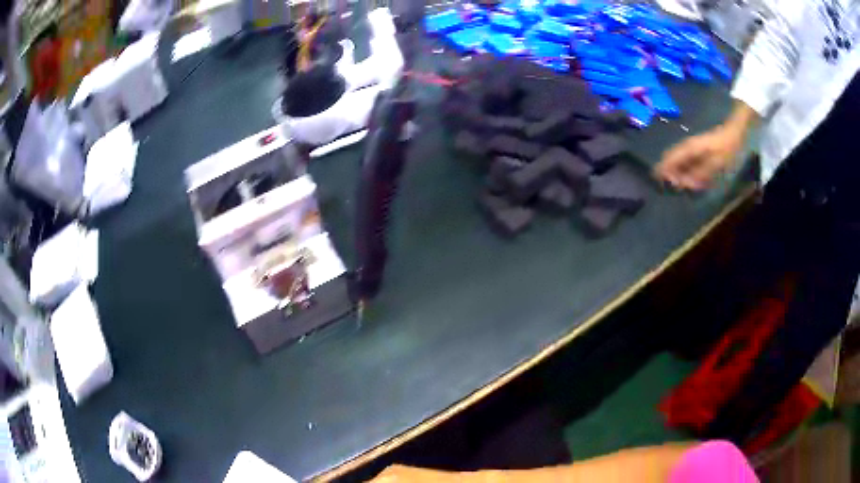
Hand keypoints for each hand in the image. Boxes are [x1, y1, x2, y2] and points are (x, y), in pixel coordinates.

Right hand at [655, 125, 744, 190]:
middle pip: (670, 159)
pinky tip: (687, 178)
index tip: (660, 184)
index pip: (669, 159)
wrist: (734, 132)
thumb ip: (700, 174)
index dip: (662, 171)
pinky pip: (684, 160)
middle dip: (667, 172)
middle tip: (670, 187)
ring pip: (676, 159)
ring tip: (678, 184)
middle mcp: (686, 146)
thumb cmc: (726, 148)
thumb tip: (685, 184)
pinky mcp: (696, 149)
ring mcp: (690, 147)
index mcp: (688, 149)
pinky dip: (682, 169)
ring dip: (675, 172)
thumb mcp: (716, 163)